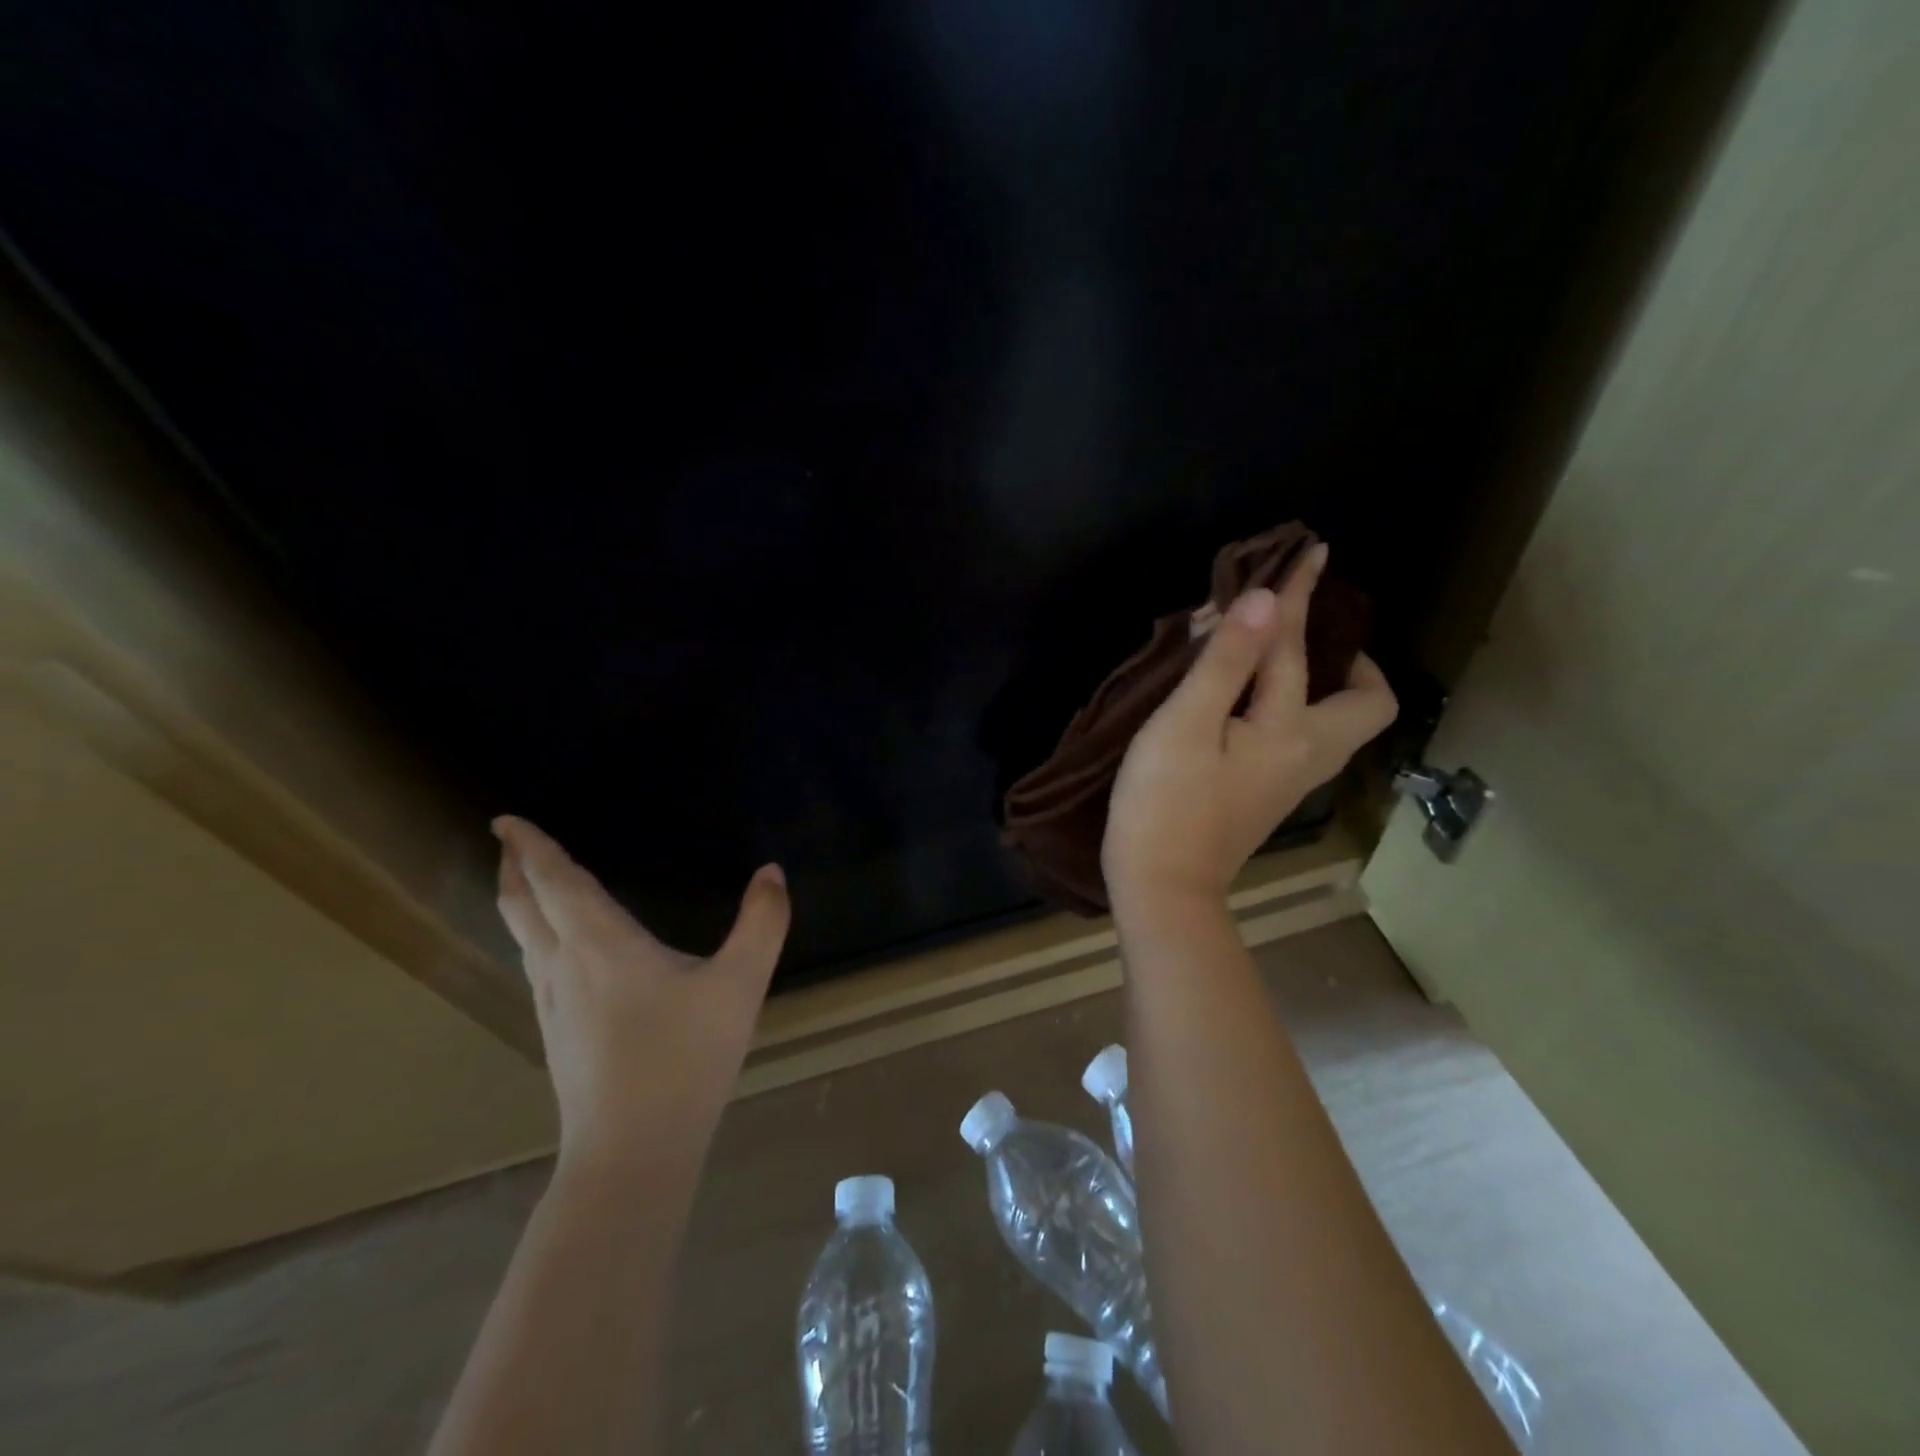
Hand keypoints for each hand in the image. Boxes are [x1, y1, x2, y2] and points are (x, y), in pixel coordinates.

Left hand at [492, 816, 789, 1173]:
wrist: (631, 1153)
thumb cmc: (685, 1059)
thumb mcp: (740, 985)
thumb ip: (762, 924)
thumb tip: (772, 872)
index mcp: (601, 945)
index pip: (555, 882)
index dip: (531, 847)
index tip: (506, 819)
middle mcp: (564, 967)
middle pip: (522, 908)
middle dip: (513, 870)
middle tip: (507, 841)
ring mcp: (553, 1005)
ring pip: (523, 940)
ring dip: (520, 904)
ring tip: (527, 885)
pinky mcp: (557, 1034)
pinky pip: (535, 966)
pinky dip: (535, 937)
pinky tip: (558, 952)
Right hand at [1103, 544, 1398, 917]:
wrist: (1162, 887)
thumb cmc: (1165, 802)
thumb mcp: (1185, 725)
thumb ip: (1226, 662)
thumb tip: (1265, 600)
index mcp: (1290, 730)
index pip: (1297, 647)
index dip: (1298, 595)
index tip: (1310, 551)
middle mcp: (1307, 755)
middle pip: (1364, 705)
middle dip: (1350, 661)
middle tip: (1310, 633)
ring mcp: (1290, 781)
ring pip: (1335, 724)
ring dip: (1321, 682)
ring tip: (1280, 657)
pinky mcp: (1266, 796)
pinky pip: (1301, 737)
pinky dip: (1291, 706)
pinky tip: (1250, 701)